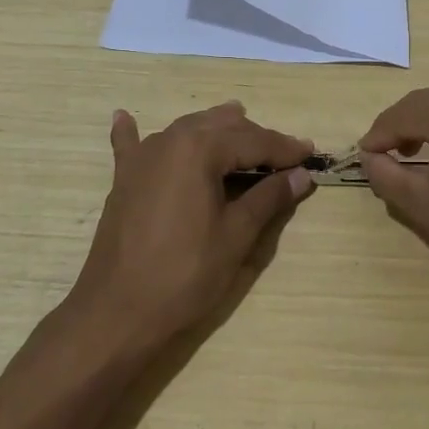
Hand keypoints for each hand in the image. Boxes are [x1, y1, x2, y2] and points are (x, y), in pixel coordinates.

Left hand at [69, 102, 314, 349]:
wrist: (117, 311)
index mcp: (200, 148)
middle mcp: (169, 141)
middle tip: (285, 155)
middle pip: (221, 128)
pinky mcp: (123, 180)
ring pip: (186, 130)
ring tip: (240, 126)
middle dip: (255, 138)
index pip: (253, 140)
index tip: (311, 155)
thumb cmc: (185, 274)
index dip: (284, 149)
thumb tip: (301, 175)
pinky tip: (124, 117)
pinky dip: (133, 132)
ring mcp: (141, 158)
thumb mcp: (236, 236)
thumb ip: (268, 198)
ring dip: (214, 130)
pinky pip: (131, 146)